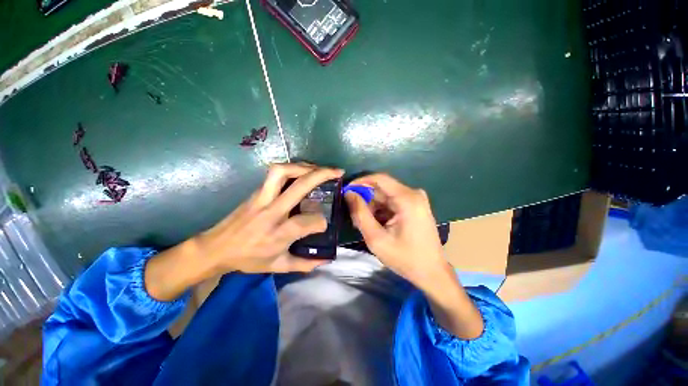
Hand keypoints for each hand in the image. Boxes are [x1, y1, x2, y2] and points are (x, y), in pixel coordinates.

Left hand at [145, 163, 342, 301]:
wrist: (215, 248)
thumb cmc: (248, 259)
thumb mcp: (278, 266)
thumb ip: (305, 264)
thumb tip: (326, 259)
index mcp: (278, 234)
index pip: (309, 222)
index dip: (322, 222)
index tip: (325, 224)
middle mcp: (271, 212)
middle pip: (299, 186)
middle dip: (322, 175)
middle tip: (337, 172)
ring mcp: (261, 198)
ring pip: (282, 171)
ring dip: (304, 166)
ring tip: (318, 169)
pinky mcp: (256, 192)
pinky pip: (275, 174)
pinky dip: (293, 169)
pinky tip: (302, 172)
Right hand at [345, 174, 483, 338]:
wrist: (432, 273)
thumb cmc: (405, 258)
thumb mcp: (376, 238)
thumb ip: (360, 214)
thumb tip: (349, 194)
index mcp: (407, 199)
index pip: (379, 178)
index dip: (360, 181)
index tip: (346, 190)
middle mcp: (413, 194)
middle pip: (382, 188)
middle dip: (365, 199)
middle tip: (352, 214)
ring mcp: (415, 200)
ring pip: (385, 196)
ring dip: (371, 207)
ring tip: (362, 223)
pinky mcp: (414, 206)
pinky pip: (391, 202)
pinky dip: (380, 211)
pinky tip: (374, 224)